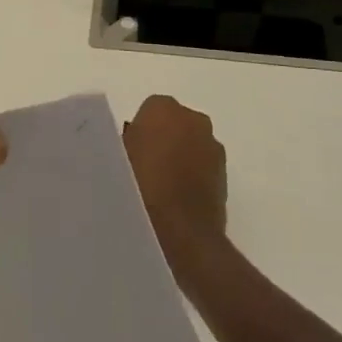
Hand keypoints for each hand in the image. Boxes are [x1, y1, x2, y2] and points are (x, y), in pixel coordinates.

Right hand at [123, 95, 227, 278]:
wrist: (181, 232)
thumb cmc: (140, 188)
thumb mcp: (117, 160)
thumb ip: (127, 143)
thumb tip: (133, 144)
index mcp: (163, 108)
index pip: (150, 111)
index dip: (140, 132)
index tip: (131, 153)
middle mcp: (194, 119)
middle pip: (175, 124)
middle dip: (164, 139)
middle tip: (145, 167)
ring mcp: (213, 146)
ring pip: (192, 144)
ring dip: (181, 157)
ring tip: (162, 187)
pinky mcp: (224, 173)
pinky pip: (203, 166)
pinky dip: (193, 175)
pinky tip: (178, 199)